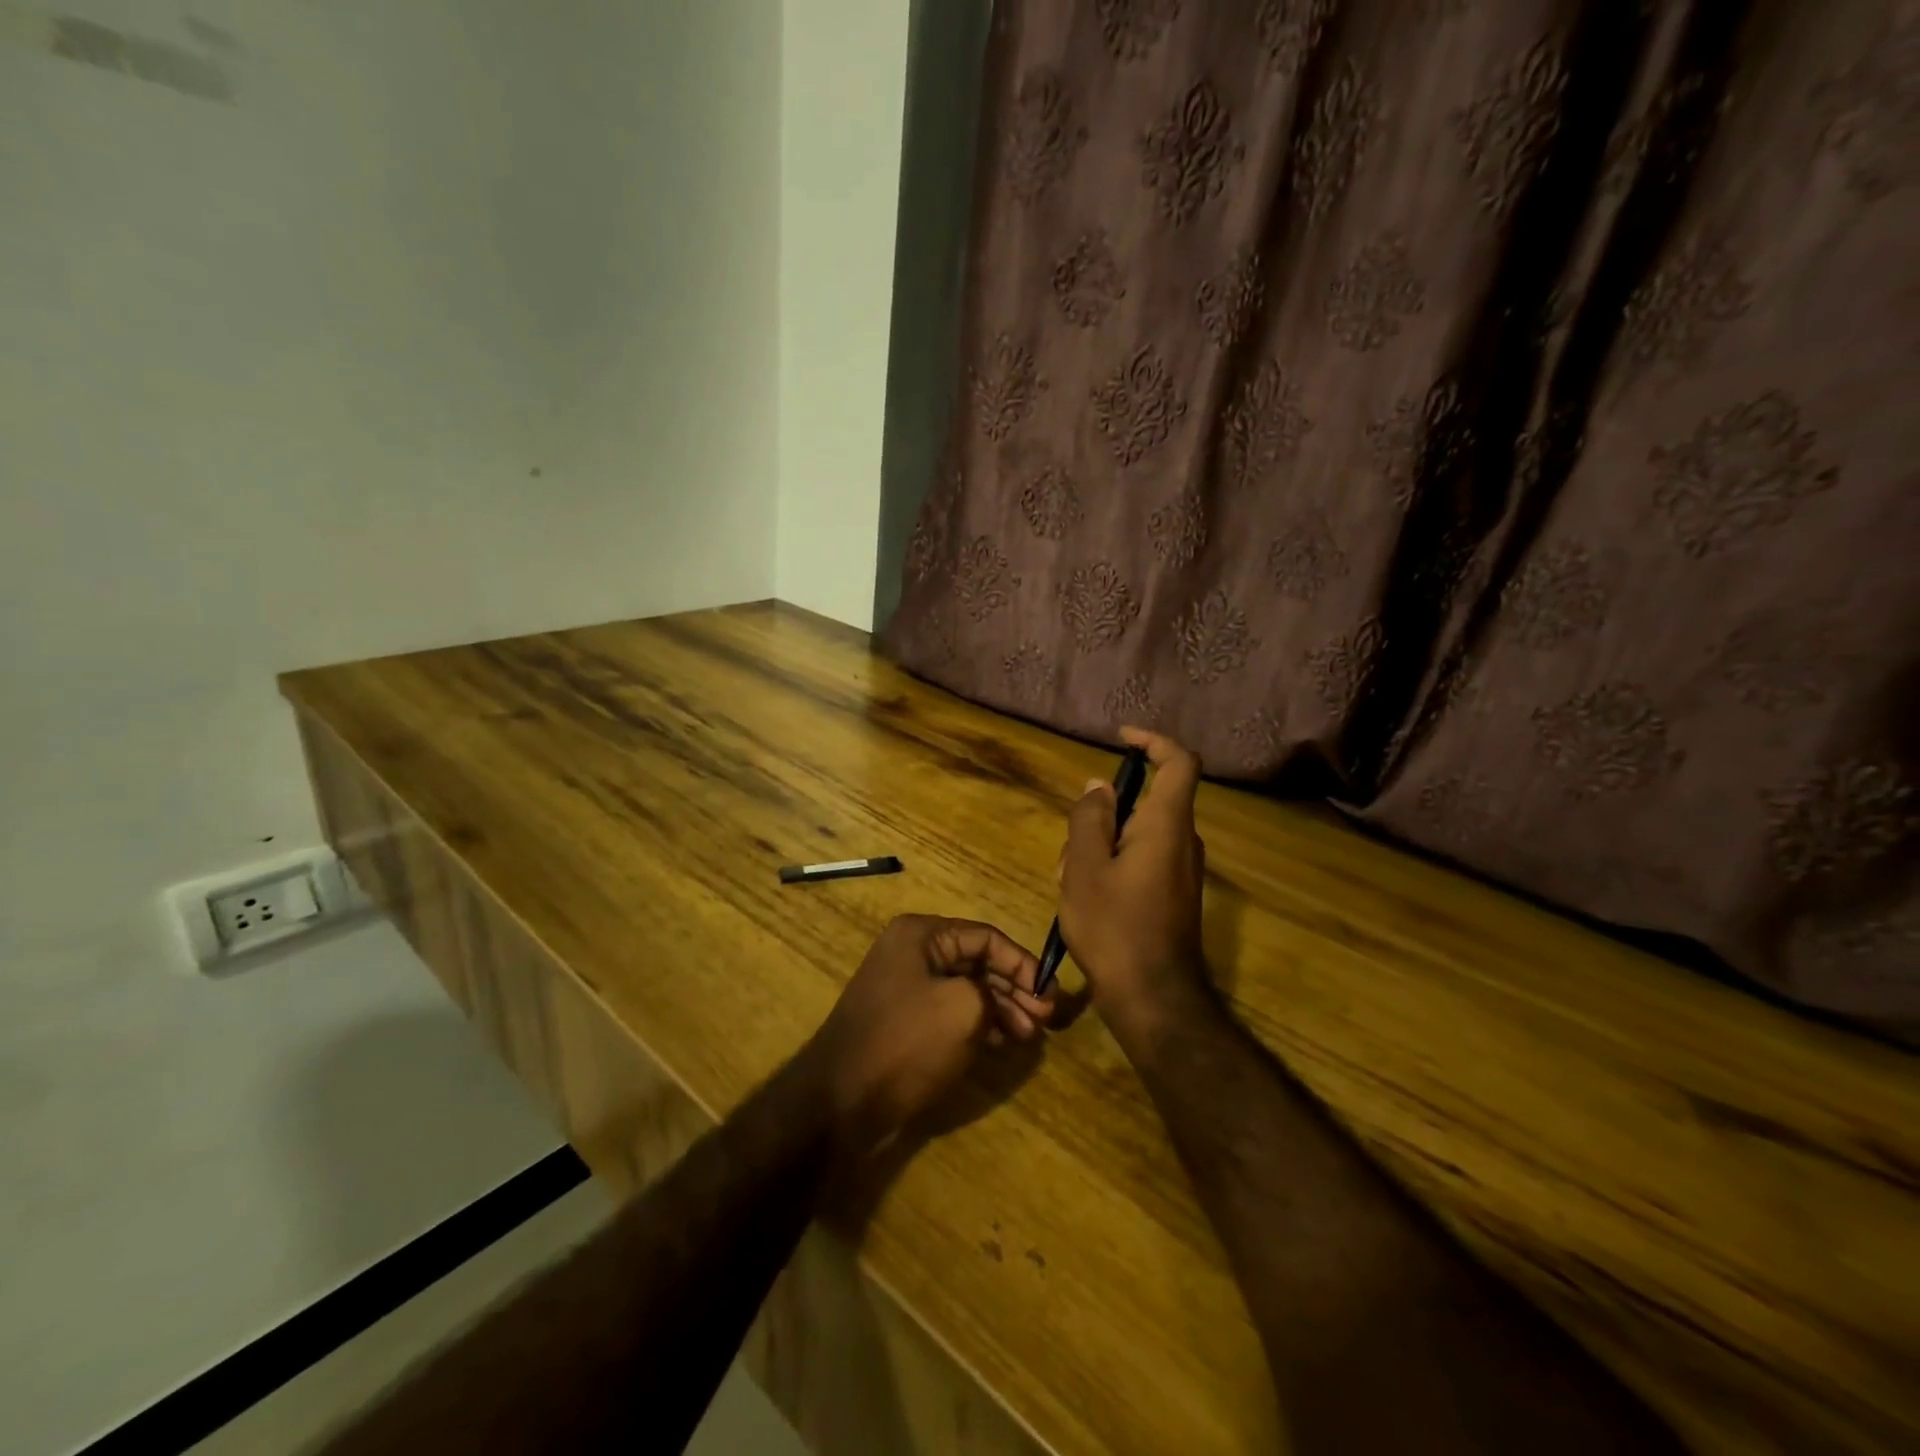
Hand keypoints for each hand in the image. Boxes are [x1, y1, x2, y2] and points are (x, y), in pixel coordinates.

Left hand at [802, 914, 1053, 1150]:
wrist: (841, 1100)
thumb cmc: (906, 1042)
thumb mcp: (964, 1008)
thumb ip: (995, 991)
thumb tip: (1003, 1000)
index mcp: (921, 935)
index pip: (986, 937)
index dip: (1023, 964)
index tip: (1050, 996)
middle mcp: (911, 952)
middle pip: (977, 962)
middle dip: (1015, 989)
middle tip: (1046, 1020)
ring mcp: (905, 988)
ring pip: (966, 989)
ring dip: (1001, 1008)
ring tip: (1029, 1036)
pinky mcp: (904, 1021)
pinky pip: (950, 1012)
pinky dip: (979, 1023)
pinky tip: (1003, 1042)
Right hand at [1058, 727, 1211, 1048]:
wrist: (1153, 998)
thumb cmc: (1114, 928)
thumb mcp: (1084, 867)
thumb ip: (1089, 819)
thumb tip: (1100, 787)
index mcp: (1166, 825)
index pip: (1178, 762)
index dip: (1153, 742)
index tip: (1121, 739)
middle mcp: (1181, 842)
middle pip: (1143, 804)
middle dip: (1101, 816)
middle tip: (1069, 851)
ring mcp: (1180, 871)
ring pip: (1134, 836)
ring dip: (1098, 847)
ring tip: (1069, 883)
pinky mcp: (1172, 895)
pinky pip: (1139, 861)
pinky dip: (1109, 867)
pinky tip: (1084, 901)